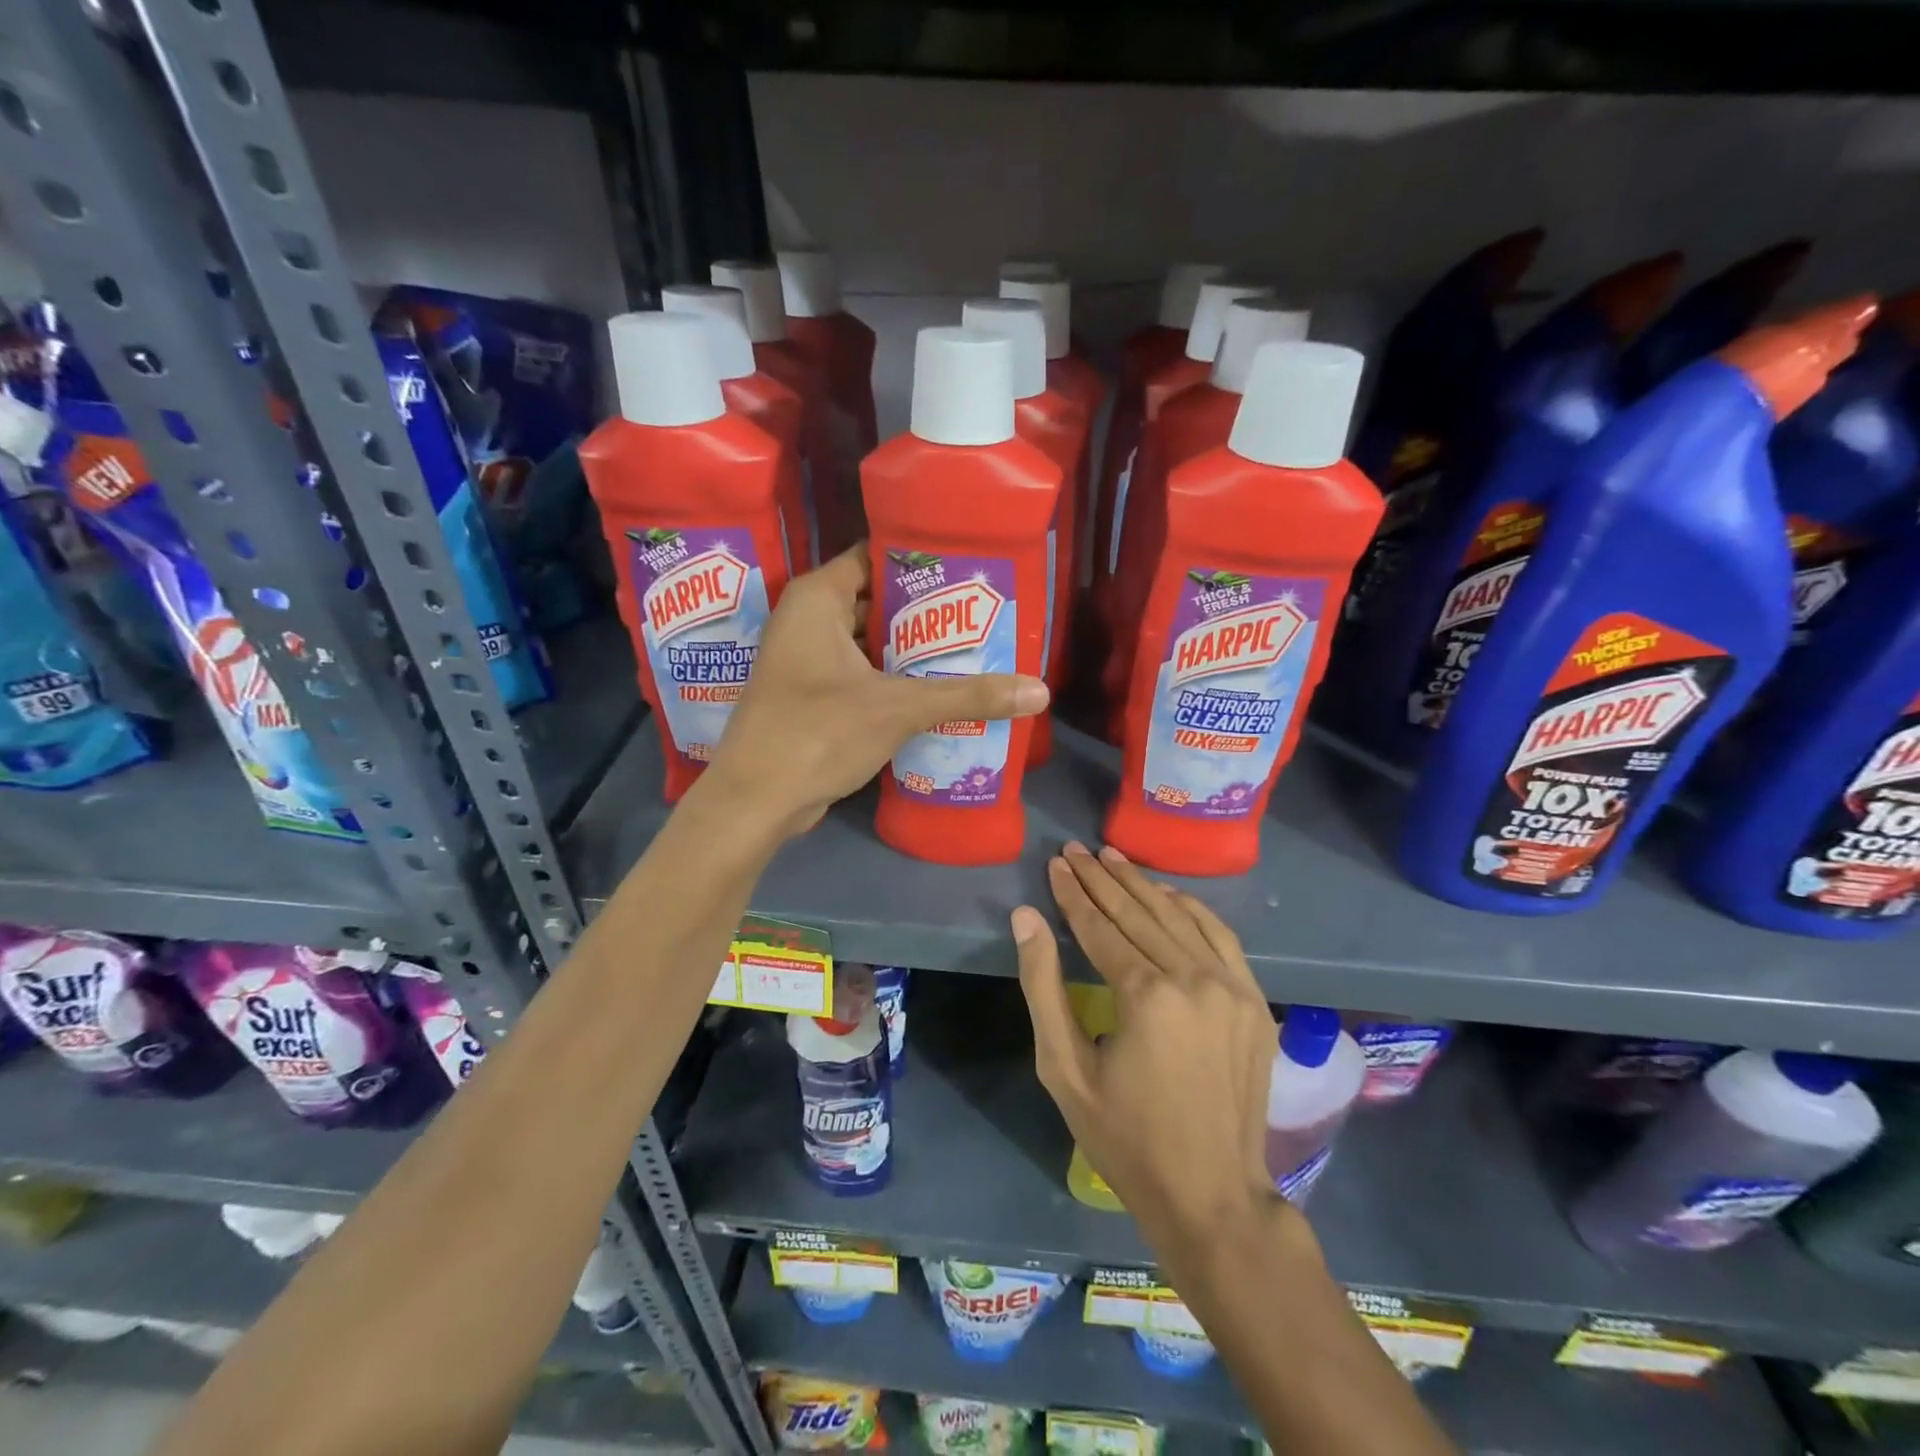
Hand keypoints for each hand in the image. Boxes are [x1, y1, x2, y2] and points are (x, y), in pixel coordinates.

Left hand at [709, 545, 1048, 837]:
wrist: (756, 801)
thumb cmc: (818, 733)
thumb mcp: (898, 708)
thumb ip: (968, 695)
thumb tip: (1040, 692)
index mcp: (817, 598)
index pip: (877, 556)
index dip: (923, 562)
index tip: (971, 570)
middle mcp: (808, 619)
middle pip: (879, 600)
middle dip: (928, 612)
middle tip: (985, 614)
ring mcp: (808, 660)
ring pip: (871, 641)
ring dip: (914, 650)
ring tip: (974, 648)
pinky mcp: (813, 695)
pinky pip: (862, 673)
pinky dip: (895, 678)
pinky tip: (939, 689)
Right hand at [1014, 844, 1295, 1257]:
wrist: (1212, 1196)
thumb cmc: (1125, 1138)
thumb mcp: (1064, 1068)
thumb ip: (1042, 985)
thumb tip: (1026, 918)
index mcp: (1147, 996)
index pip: (1101, 927)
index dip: (1073, 894)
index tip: (1055, 864)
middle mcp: (1194, 979)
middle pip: (1138, 913)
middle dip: (1101, 878)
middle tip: (1075, 850)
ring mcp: (1232, 988)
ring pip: (1178, 917)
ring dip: (1142, 884)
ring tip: (1111, 857)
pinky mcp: (1253, 1001)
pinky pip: (1220, 936)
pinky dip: (1190, 908)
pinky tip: (1166, 893)